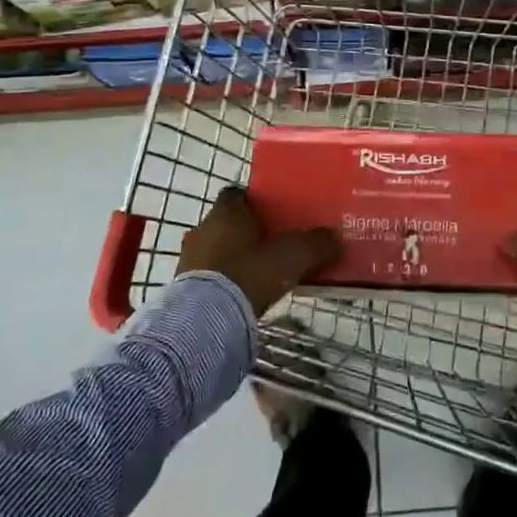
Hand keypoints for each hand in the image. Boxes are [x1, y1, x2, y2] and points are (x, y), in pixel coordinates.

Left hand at [178, 186, 340, 315]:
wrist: (205, 321)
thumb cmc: (248, 274)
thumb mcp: (291, 257)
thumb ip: (315, 244)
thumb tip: (334, 238)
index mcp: (225, 212)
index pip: (236, 194)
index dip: (255, 202)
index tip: (274, 212)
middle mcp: (202, 229)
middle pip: (227, 223)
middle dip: (246, 232)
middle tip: (272, 244)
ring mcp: (188, 259)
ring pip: (216, 250)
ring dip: (233, 258)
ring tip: (258, 273)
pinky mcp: (182, 289)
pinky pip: (207, 276)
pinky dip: (222, 281)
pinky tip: (240, 294)